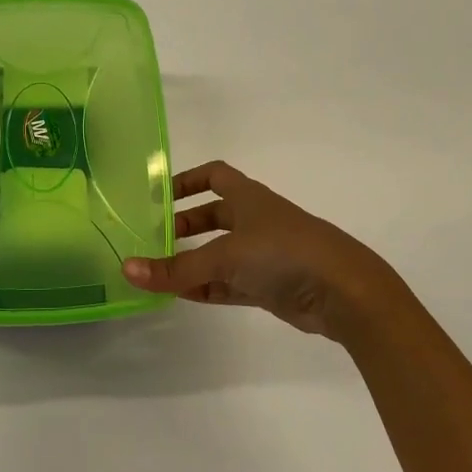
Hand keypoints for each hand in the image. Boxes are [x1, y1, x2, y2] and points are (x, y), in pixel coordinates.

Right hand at [123, 161, 410, 340]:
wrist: (344, 292)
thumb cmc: (283, 253)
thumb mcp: (225, 256)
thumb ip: (177, 268)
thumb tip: (127, 270)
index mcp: (248, 198)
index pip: (214, 175)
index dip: (186, 180)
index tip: (157, 195)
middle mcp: (255, 220)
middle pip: (212, 216)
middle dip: (184, 226)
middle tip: (152, 240)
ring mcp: (264, 254)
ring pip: (219, 253)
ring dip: (193, 261)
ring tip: (159, 271)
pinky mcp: (270, 285)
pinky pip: (229, 283)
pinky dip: (206, 287)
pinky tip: (181, 295)